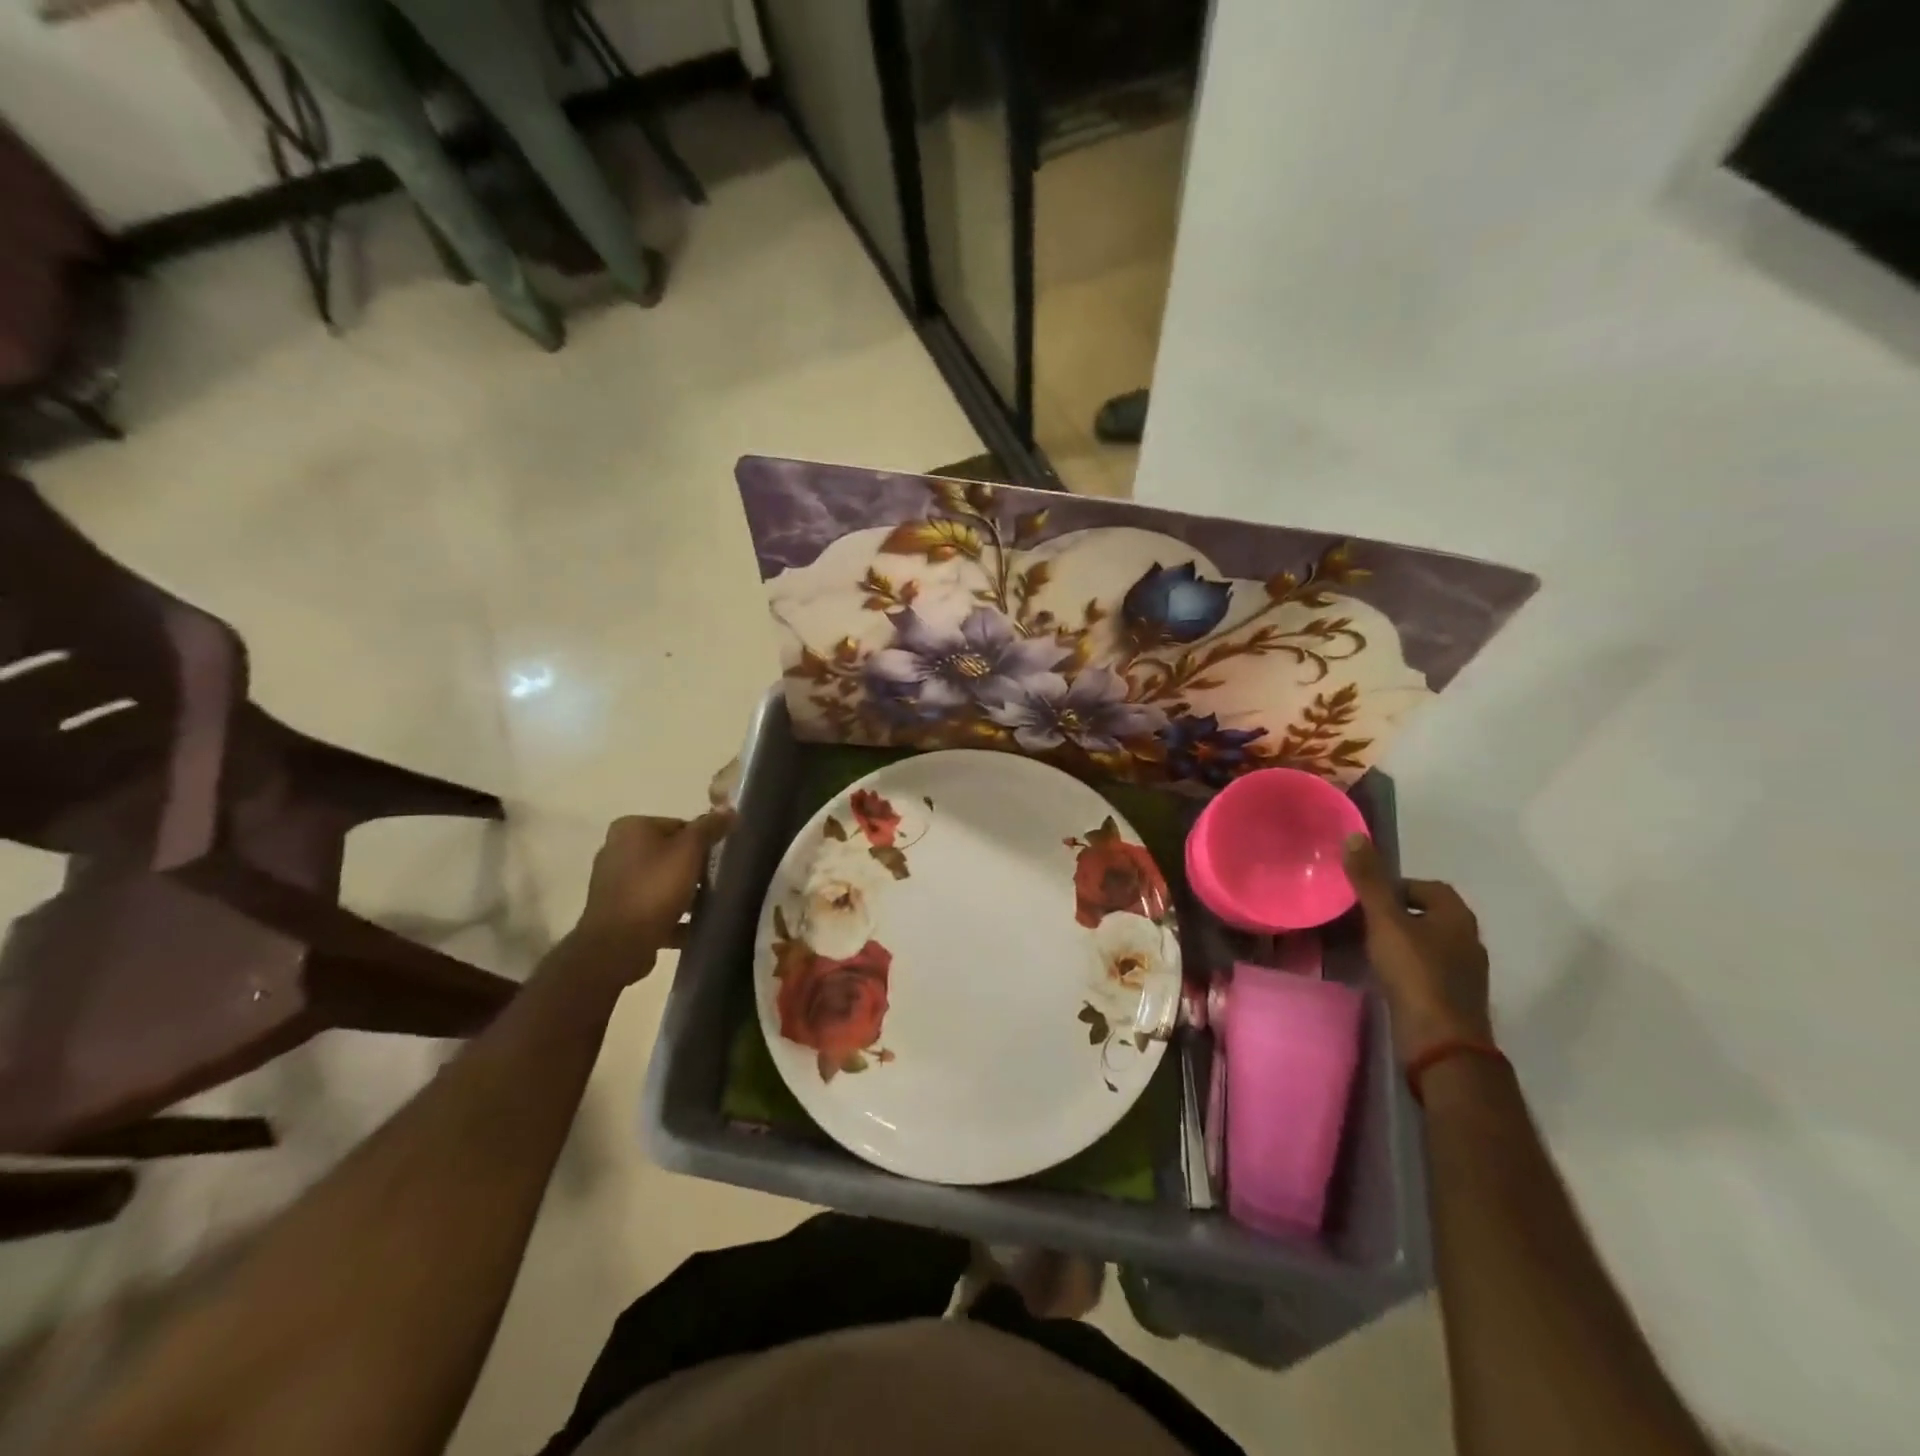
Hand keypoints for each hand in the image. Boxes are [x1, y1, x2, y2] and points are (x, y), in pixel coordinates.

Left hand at [570, 811, 731, 982]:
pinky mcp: (617, 912)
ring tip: (708, 905)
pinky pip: (653, 907)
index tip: (718, 859)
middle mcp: (617, 850)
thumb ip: (710, 827)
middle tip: (715, 882)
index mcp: (631, 828)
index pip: (679, 825)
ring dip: (685, 893)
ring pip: (662, 881)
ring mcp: (614, 883)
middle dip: (694, 868)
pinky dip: (672, 914)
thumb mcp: (690, 851)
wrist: (619, 944)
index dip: (703, 841)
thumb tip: (729, 810)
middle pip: (670, 853)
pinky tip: (693, 926)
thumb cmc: (655, 889)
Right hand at [1343, 834, 1491, 1062]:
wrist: (1442, 1042)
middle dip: (1398, 913)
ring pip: (1429, 944)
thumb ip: (1370, 882)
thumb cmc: (1416, 974)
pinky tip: (1384, 975)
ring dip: (1403, 941)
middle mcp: (1468, 941)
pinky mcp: (1454, 999)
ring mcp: (1465, 973)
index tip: (1367, 895)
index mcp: (1457, 917)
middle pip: (1430, 915)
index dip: (1398, 885)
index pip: (1429, 887)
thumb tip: (1355, 836)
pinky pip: (1428, 970)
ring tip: (1368, 946)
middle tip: (1362, 919)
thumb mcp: (1385, 922)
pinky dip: (1408, 967)